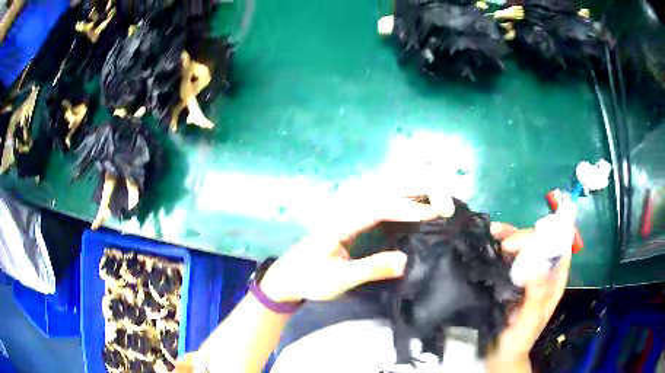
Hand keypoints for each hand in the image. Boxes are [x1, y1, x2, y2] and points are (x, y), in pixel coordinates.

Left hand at [259, 197, 449, 302]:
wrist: (286, 279)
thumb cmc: (309, 279)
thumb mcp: (340, 278)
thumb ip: (372, 268)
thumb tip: (406, 260)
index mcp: (341, 223)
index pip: (378, 209)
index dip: (405, 209)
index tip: (431, 213)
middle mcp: (345, 215)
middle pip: (381, 197)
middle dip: (410, 196)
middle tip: (439, 200)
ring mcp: (346, 220)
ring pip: (379, 202)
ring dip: (405, 200)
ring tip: (431, 202)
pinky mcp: (349, 228)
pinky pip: (376, 213)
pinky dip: (396, 211)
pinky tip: (409, 215)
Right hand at [486, 223, 571, 370]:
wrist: (499, 354)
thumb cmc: (518, 340)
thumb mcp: (530, 322)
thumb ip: (537, 298)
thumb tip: (539, 267)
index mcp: (552, 283)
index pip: (560, 251)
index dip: (551, 237)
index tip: (532, 236)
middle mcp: (541, 274)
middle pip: (539, 244)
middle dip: (525, 238)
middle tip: (506, 245)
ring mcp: (524, 275)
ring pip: (522, 247)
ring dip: (510, 236)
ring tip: (494, 232)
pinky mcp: (508, 278)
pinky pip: (506, 257)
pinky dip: (499, 246)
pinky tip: (489, 239)